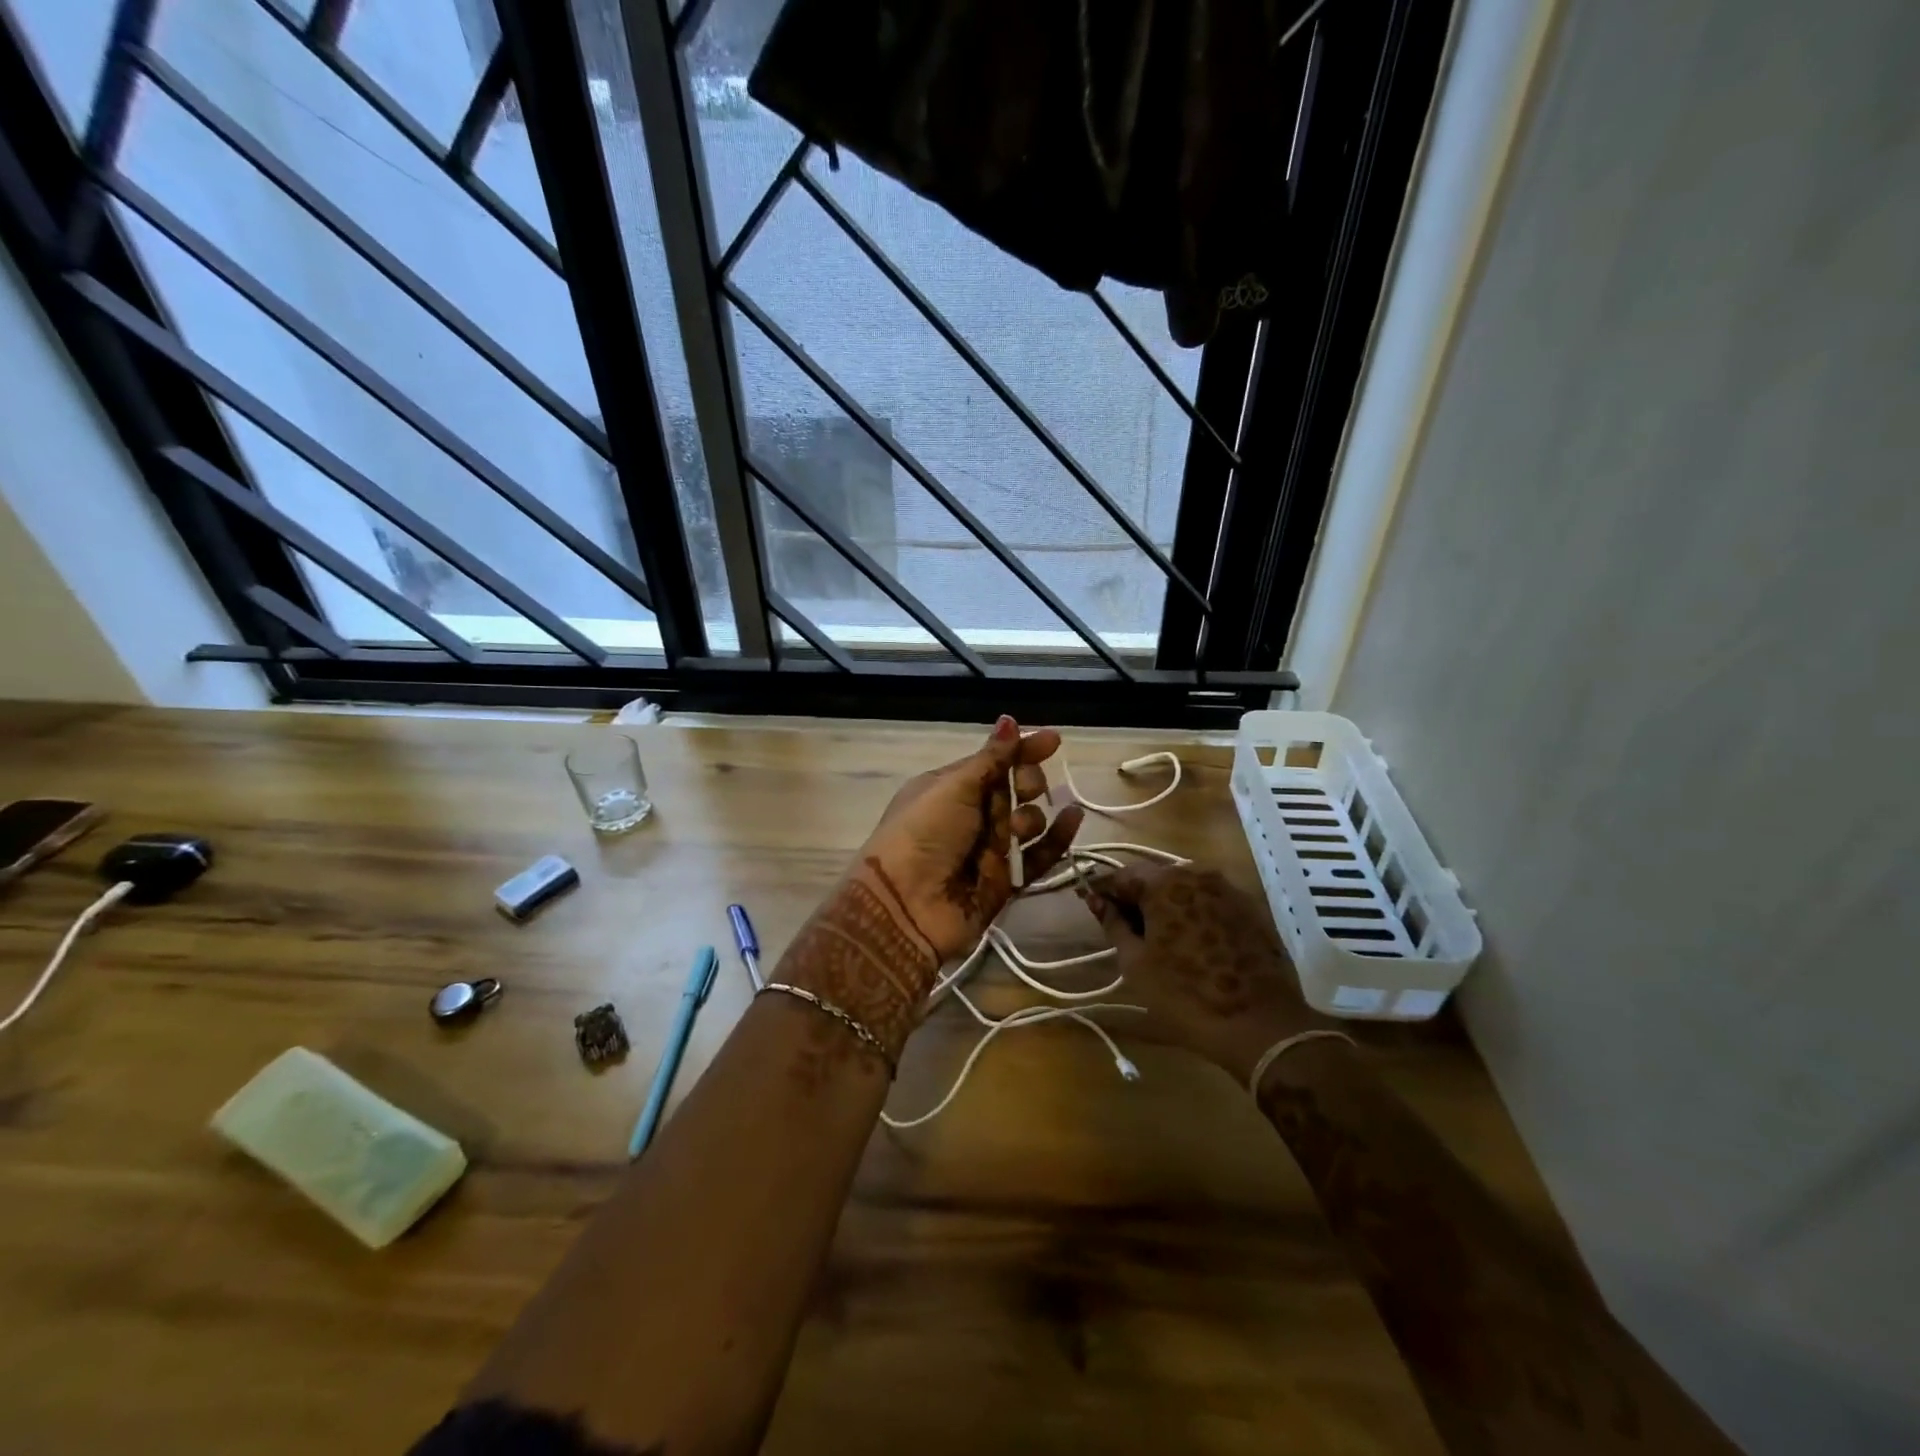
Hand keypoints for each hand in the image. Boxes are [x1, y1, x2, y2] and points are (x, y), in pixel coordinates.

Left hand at [855, 715, 1084, 963]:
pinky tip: (1073, 818)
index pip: (994, 761)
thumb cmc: (923, 833)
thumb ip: (990, 758)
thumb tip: (1009, 719)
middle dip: (1027, 782)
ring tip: (1018, 829)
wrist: (905, 905)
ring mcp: (988, 849)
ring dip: (1032, 816)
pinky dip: (1057, 838)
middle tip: (1024, 788)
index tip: (1053, 741)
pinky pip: (1038, 856)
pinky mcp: (1005, 880)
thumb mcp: (953, 787)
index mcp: (950, 787)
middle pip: (1015, 789)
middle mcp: (970, 815)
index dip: (1022, 749)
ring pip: (1028, 822)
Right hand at [1081, 864, 1323, 1083]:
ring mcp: (1229, 890)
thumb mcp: (1136, 962)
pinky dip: (1193, 914)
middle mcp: (1198, 874)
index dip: (1103, 890)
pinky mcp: (1251, 910)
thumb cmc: (1185, 994)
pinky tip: (1189, 942)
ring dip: (1165, 905)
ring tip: (1155, 937)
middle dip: (1135, 897)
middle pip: (1155, 878)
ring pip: (1184, 889)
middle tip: (1121, 926)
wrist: (1260, 1025)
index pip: (1122, 875)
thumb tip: (1096, 900)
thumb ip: (1114, 924)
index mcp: (1165, 882)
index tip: (1089, 904)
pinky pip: (1210, 903)